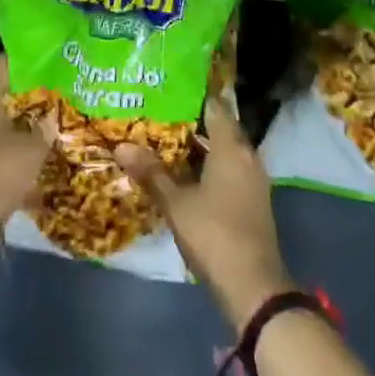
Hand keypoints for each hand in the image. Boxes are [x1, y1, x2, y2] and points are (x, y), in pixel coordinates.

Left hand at [0, 55, 48, 222]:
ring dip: (13, 118)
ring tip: (42, 120)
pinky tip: (26, 147)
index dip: (26, 61)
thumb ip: (45, 128)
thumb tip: (53, 118)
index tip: (48, 61)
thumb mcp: (33, 147)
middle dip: (22, 92)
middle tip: (51, 92)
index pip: (2, 63)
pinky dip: (4, 140)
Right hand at [117, 98, 292, 329]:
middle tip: (159, 113)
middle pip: (220, 129)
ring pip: (224, 152)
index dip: (194, 96)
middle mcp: (247, 157)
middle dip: (192, 122)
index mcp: (232, 148)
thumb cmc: (214, 234)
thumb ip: (151, 173)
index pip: (215, 108)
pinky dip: (209, 166)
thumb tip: (121, 146)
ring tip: (166, 140)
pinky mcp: (252, 201)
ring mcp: (253, 181)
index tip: (169, 88)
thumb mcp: (176, 203)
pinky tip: (185, 173)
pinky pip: (229, 170)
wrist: (253, 286)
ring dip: (200, 147)